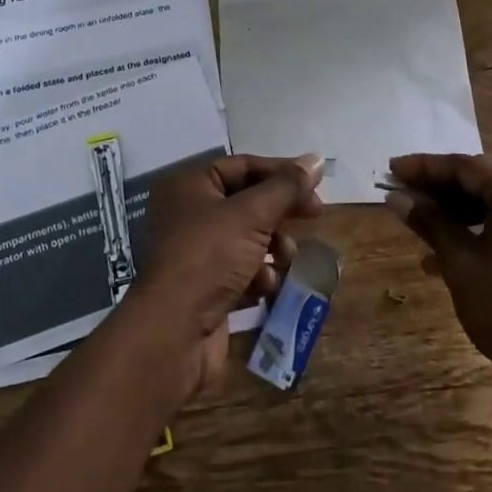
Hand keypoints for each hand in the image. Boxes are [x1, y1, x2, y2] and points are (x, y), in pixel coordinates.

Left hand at [128, 153, 323, 395]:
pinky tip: (266, 285)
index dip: (281, 172)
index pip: (242, 166)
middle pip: (247, 201)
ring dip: (273, 246)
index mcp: (189, 184)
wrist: (175, 331)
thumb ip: (286, 187)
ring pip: (247, 237)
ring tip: (288, 257)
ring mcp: (195, 251)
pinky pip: (241, 269)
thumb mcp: (252, 215)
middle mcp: (188, 212)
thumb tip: (316, 160)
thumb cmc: (210, 257)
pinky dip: (258, 274)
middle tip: (315, 216)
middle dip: (279, 212)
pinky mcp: (205, 285)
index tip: (317, 184)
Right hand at [387, 153, 491, 402]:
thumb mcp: (460, 261)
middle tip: (400, 191)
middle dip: (439, 187)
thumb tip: (395, 197)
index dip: (424, 168)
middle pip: (482, 179)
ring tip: (418, 220)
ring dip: (456, 209)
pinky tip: (446, 249)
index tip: (391, 169)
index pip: (466, 166)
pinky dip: (479, 227)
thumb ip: (428, 220)